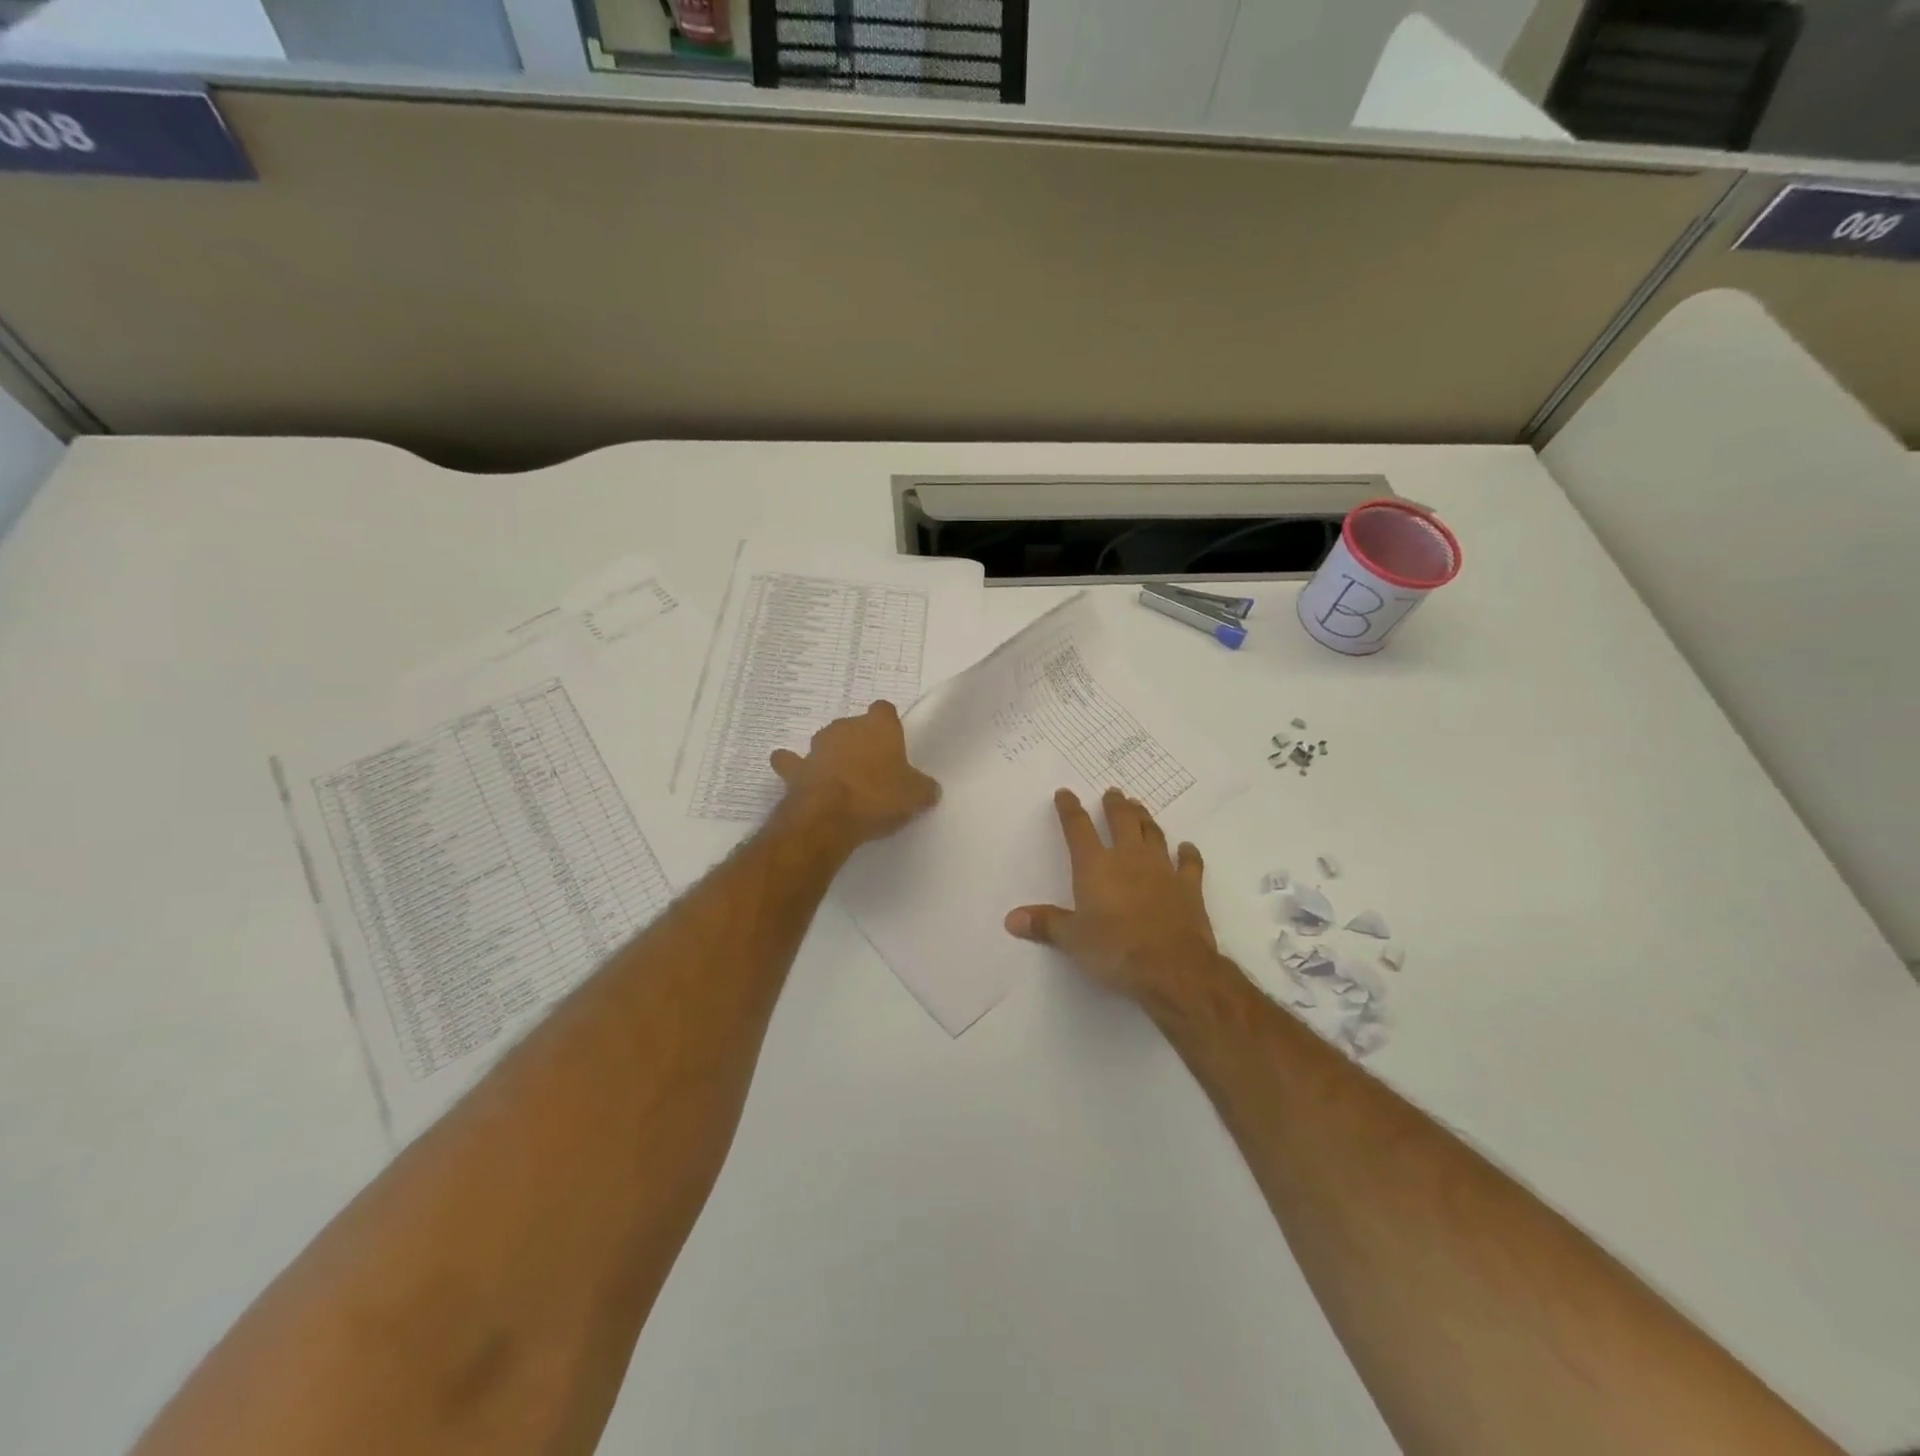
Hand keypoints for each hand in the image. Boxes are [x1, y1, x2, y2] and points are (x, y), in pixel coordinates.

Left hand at [771, 701, 940, 851]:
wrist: (829, 816)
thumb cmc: (879, 797)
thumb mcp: (916, 796)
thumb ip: (923, 788)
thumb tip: (929, 790)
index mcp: (879, 726)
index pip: (884, 710)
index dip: (889, 726)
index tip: (893, 744)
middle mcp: (846, 727)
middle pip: (854, 727)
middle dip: (860, 743)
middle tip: (871, 769)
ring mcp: (817, 746)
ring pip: (826, 742)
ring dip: (832, 755)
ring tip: (841, 779)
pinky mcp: (795, 768)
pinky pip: (792, 763)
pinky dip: (795, 768)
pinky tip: (800, 778)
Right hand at [1004, 787, 1221, 1007]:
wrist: (1173, 968)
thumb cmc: (1115, 950)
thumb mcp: (1071, 939)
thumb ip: (1044, 924)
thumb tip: (1011, 918)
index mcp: (1095, 866)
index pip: (1078, 829)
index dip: (1069, 810)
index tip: (1065, 794)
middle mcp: (1129, 858)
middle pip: (1121, 821)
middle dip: (1115, 805)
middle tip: (1113, 792)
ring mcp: (1163, 869)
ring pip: (1153, 833)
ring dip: (1145, 818)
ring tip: (1139, 807)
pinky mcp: (1189, 887)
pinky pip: (1189, 863)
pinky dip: (1188, 853)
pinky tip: (1187, 847)